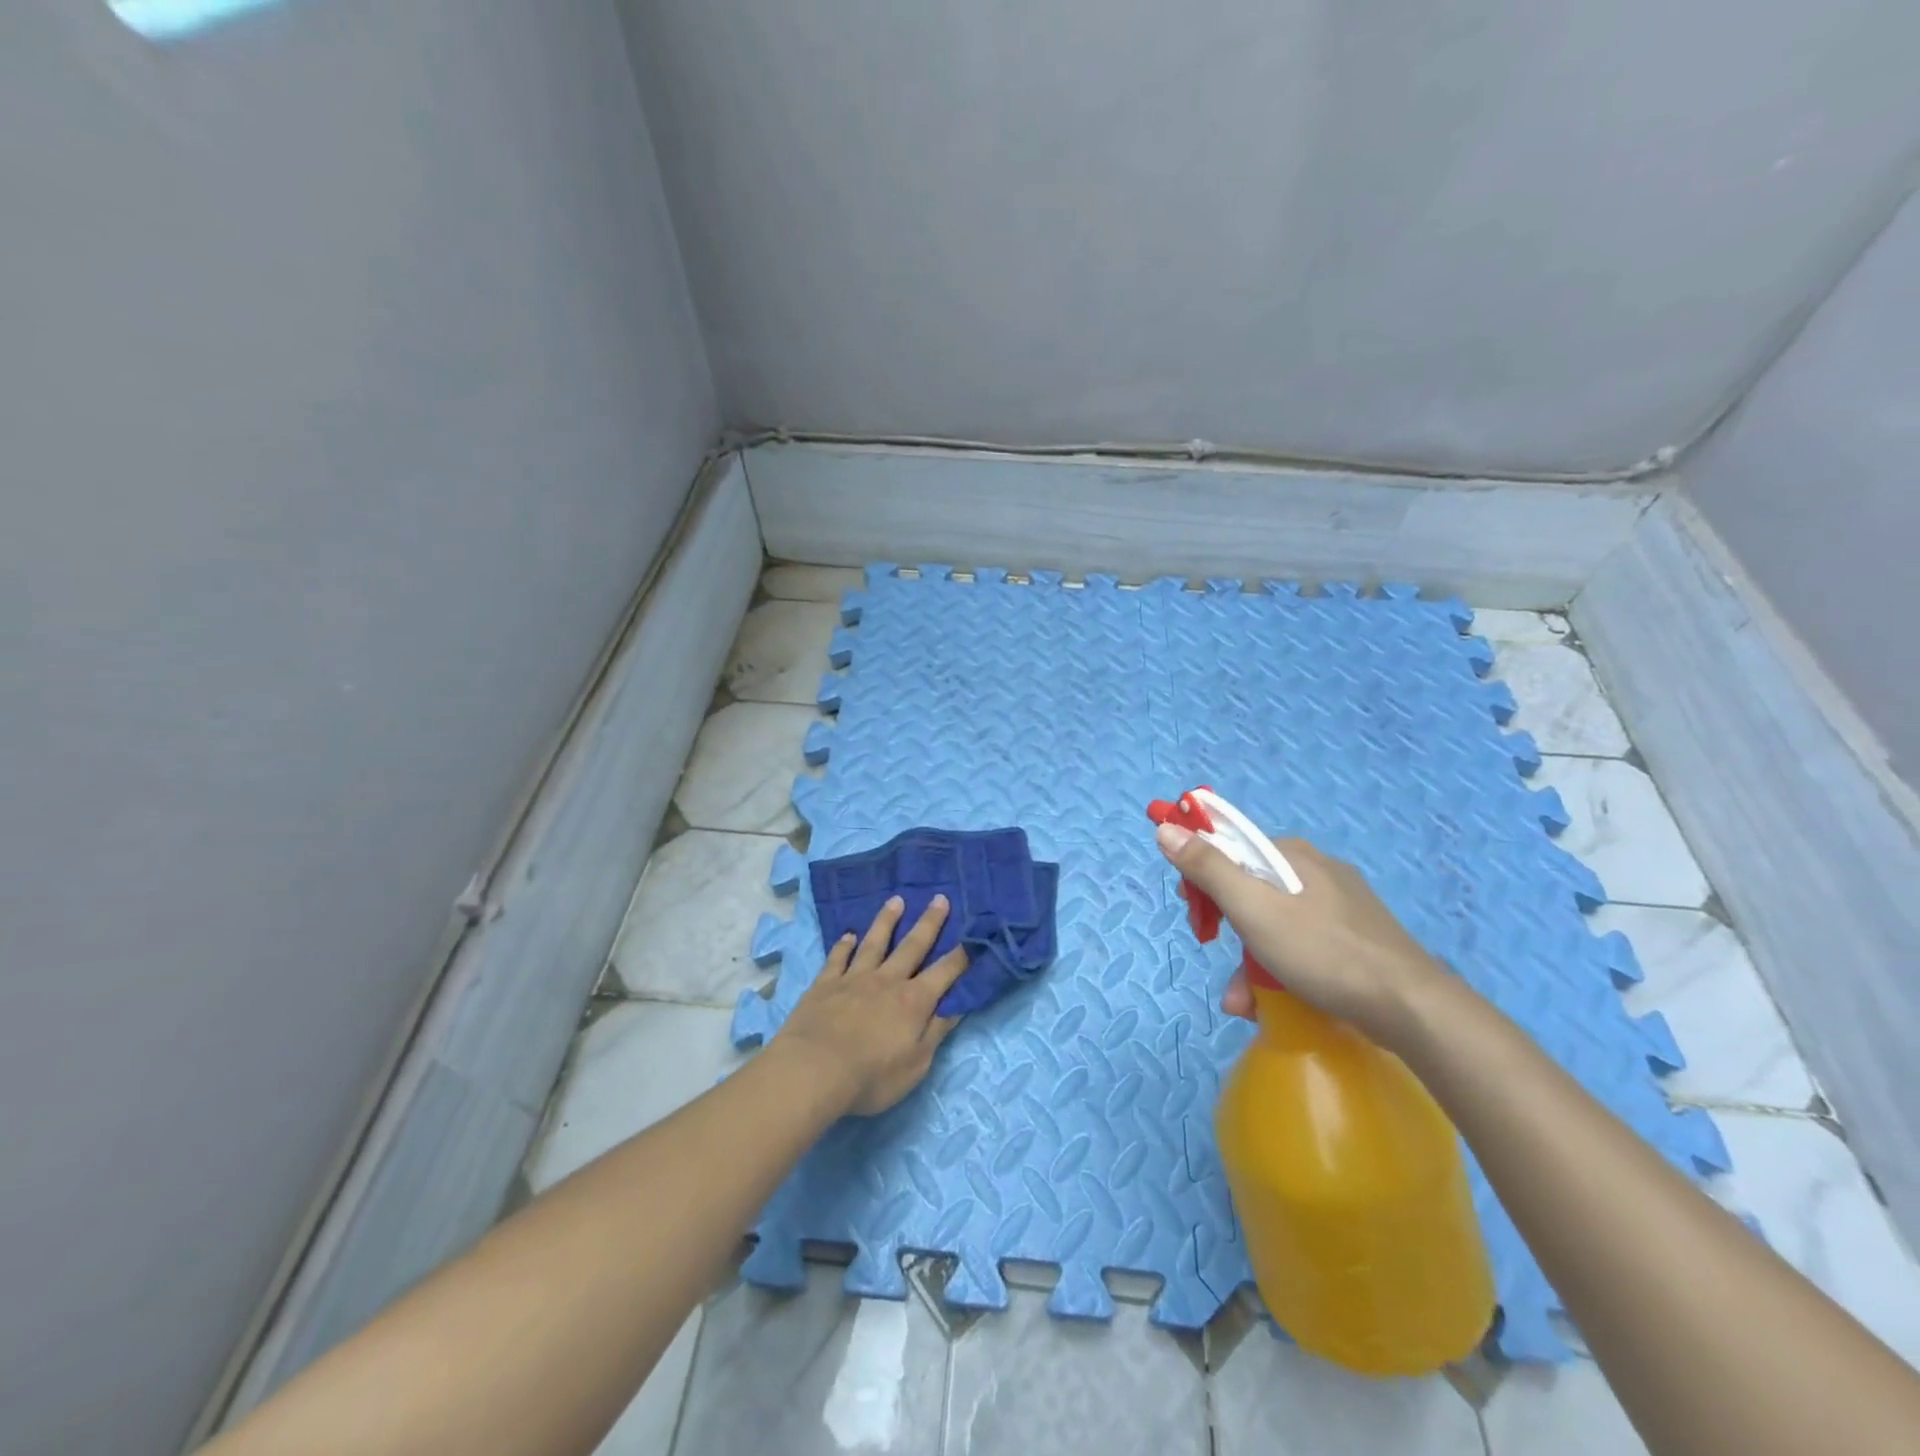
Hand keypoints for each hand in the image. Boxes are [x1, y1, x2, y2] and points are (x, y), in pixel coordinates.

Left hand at [774, 895, 971, 1116]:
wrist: (814, 1070)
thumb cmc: (871, 1076)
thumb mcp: (916, 1064)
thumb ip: (936, 1031)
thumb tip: (958, 1004)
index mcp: (914, 1001)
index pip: (945, 972)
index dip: (962, 955)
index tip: (973, 935)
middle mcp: (887, 980)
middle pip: (912, 946)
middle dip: (929, 922)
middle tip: (940, 898)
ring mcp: (854, 978)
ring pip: (874, 942)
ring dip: (887, 921)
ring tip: (896, 900)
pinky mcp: (825, 984)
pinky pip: (837, 958)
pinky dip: (843, 945)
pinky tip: (848, 935)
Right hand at [1154, 823, 1447, 1049]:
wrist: (1409, 1007)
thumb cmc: (1321, 951)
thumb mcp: (1253, 908)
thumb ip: (1207, 868)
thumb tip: (1166, 829)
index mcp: (1290, 854)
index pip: (1229, 848)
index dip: (1201, 877)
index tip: (1195, 914)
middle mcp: (1314, 869)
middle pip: (1248, 886)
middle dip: (1224, 924)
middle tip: (1213, 950)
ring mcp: (1338, 904)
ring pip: (1273, 920)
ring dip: (1248, 958)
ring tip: (1242, 1000)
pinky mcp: (1354, 936)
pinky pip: (1299, 942)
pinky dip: (1278, 967)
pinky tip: (1271, 1001)